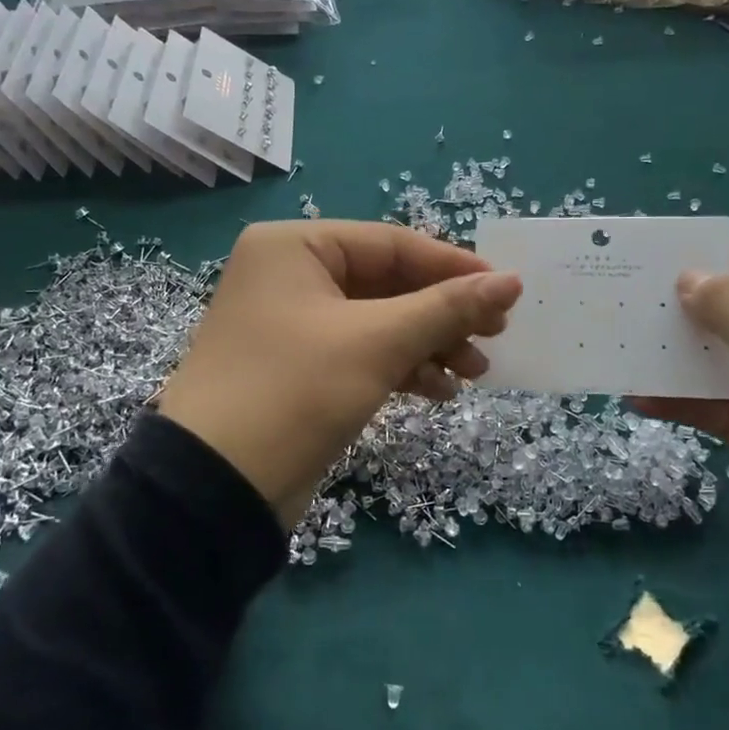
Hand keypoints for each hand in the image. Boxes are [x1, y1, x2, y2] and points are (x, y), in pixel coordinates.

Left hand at [156, 222, 521, 530]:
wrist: (216, 486)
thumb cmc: (296, 390)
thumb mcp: (378, 343)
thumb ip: (447, 308)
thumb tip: (511, 281)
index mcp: (295, 246)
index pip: (391, 244)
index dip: (453, 267)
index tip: (508, 291)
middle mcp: (289, 275)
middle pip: (387, 283)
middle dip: (442, 313)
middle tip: (495, 337)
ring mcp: (292, 323)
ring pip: (379, 321)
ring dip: (428, 344)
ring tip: (475, 373)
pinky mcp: (298, 367)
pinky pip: (361, 352)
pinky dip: (401, 367)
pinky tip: (439, 392)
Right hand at [635, 243, 728, 680]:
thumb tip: (686, 277)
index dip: (708, 260)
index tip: (644, 264)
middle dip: (681, 310)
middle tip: (618, 305)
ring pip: (719, 358)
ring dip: (673, 356)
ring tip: (617, 348)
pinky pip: (713, 404)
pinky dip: (678, 400)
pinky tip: (635, 397)